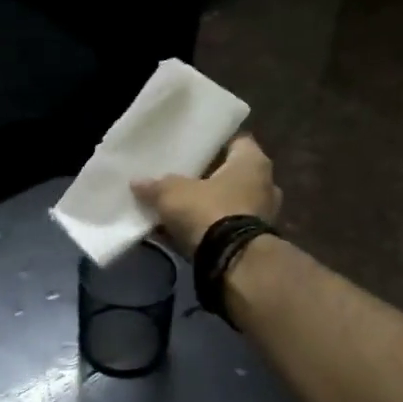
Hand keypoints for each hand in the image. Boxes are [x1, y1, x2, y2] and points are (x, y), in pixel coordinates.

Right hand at [130, 134, 280, 258]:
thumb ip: (156, 186)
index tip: (194, 149)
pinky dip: (211, 229)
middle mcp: (266, 185)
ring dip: (210, 206)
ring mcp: (263, 215)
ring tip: (181, 208)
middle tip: (184, 179)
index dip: (214, 144)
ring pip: (231, 203)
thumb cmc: (208, 210)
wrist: (231, 260)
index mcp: (253, 162)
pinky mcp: (254, 242)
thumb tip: (137, 182)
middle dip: (210, 179)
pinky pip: (227, 228)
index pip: (237, 142)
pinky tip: (186, 232)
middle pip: (233, 175)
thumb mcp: (172, 193)